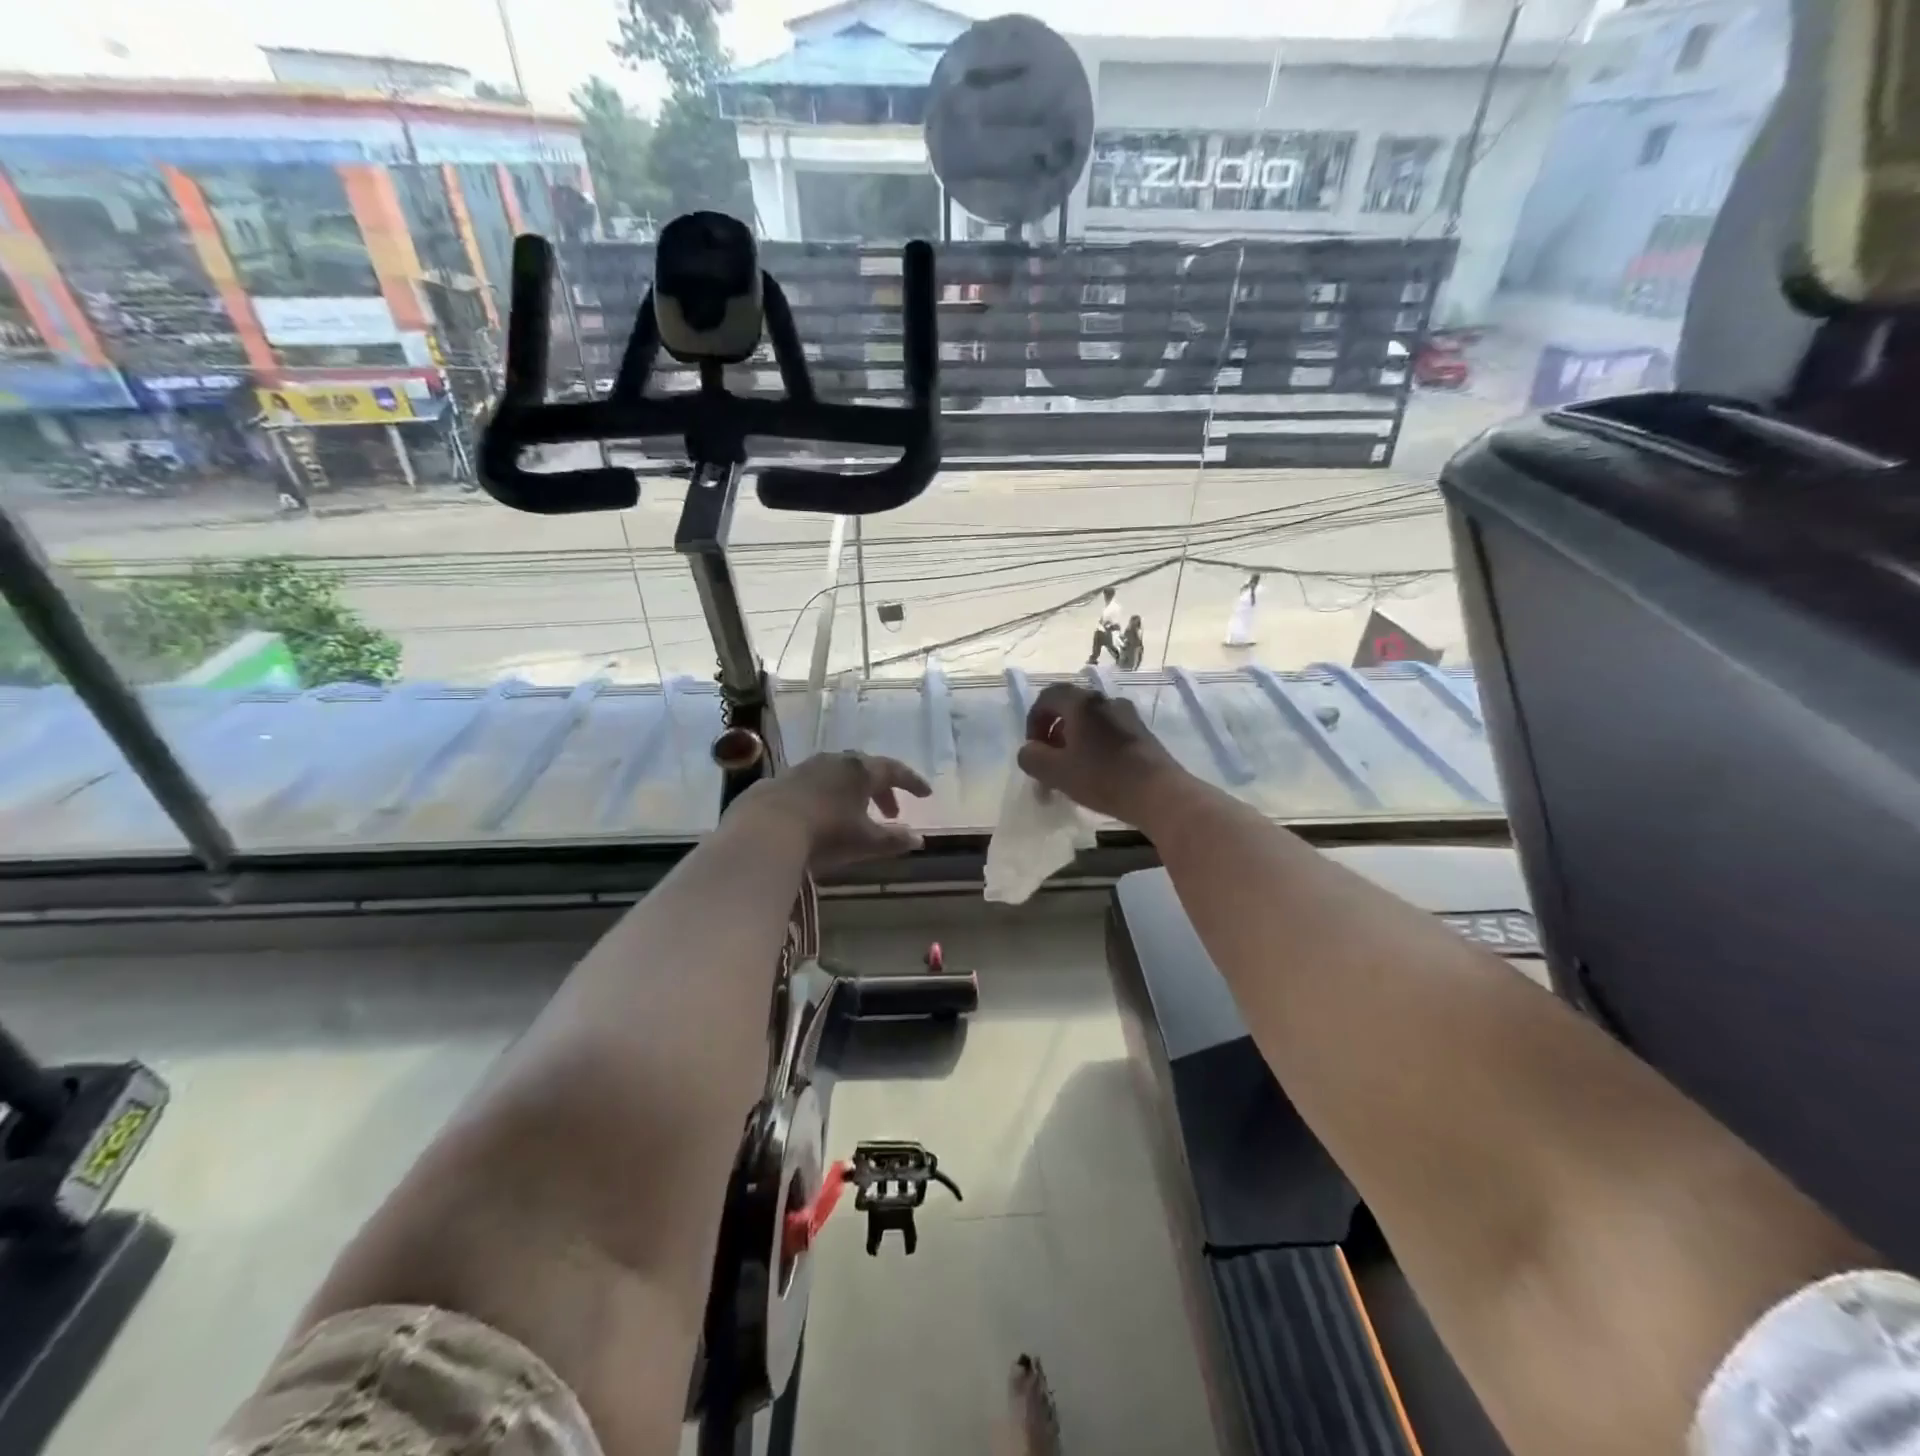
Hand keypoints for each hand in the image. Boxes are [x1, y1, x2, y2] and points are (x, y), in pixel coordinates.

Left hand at [737, 751, 930, 869]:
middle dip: (881, 789)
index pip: (894, 770)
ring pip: (837, 774)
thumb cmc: (825, 834)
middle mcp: (834, 761)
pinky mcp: (779, 781)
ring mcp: (804, 768)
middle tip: (891, 811)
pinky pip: (812, 784)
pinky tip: (819, 816)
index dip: (912, 782)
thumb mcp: (865, 842)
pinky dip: (825, 796)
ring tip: (855, 814)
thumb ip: (893, 840)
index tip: (926, 794)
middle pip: (866, 769)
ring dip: (852, 792)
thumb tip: (918, 839)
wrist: (764, 831)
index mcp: (861, 771)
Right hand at [1015, 683, 1185, 826]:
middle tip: (1048, 760)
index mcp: (1082, 703)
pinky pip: (1108, 733)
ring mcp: (1128, 716)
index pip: (1048, 697)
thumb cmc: (1103, 777)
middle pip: (1070, 708)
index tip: (1033, 748)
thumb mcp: (1056, 772)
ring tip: (1070, 770)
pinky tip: (1095, 773)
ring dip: (1074, 741)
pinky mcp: (1142, 734)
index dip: (1033, 720)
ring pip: (1090, 722)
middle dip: (1053, 733)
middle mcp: (1105, 701)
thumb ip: (1032, 758)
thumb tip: (1029, 751)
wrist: (1159, 793)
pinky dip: (1094, 747)